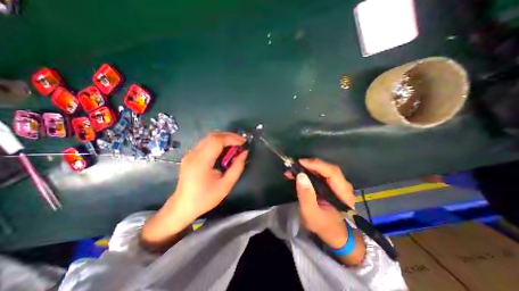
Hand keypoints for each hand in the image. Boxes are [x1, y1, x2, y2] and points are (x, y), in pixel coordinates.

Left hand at [172, 132, 247, 224]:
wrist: (182, 206)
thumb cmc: (205, 198)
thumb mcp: (226, 186)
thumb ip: (237, 168)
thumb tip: (244, 153)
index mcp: (201, 162)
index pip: (217, 141)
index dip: (232, 138)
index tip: (243, 143)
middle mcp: (193, 154)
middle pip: (212, 136)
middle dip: (229, 136)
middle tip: (241, 142)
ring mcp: (190, 154)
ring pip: (208, 138)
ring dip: (223, 138)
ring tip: (234, 145)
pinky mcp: (190, 155)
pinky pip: (205, 143)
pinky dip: (217, 143)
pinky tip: (224, 150)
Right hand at [290, 159, 354, 247]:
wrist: (333, 234)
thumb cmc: (323, 226)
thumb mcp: (311, 214)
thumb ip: (306, 196)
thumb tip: (300, 175)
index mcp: (343, 193)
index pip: (332, 172)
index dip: (316, 164)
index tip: (300, 162)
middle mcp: (343, 186)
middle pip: (327, 168)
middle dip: (310, 165)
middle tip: (294, 165)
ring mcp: (337, 184)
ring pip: (323, 170)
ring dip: (307, 168)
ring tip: (293, 170)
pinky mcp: (331, 185)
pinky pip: (320, 174)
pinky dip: (308, 172)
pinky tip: (297, 174)